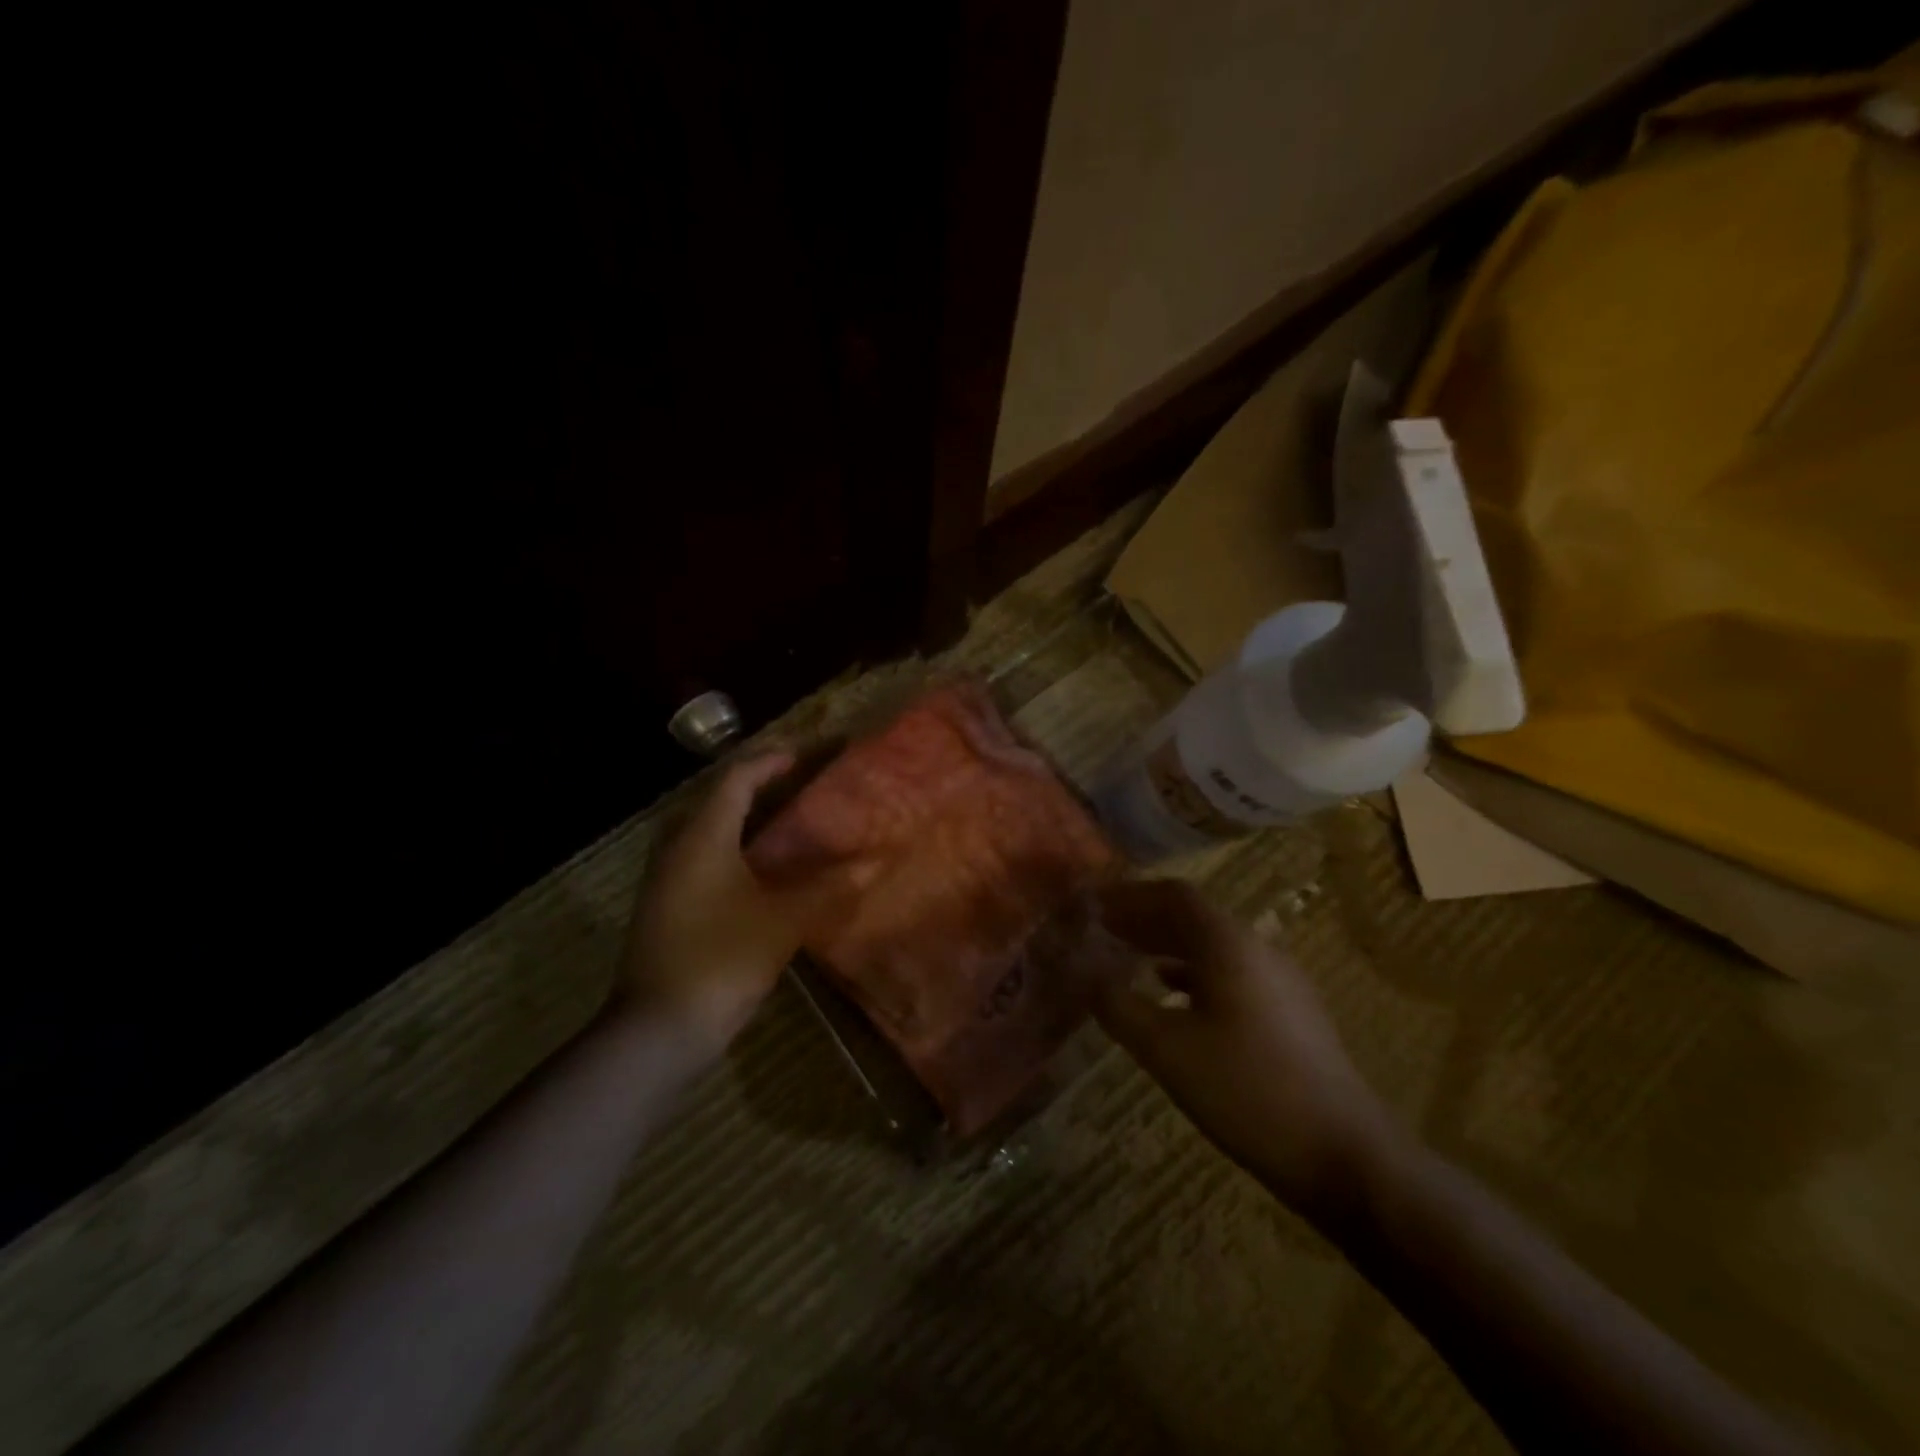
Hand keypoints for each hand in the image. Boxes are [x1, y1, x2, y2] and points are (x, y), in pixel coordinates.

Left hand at [618, 752, 800, 1051]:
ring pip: (708, 831)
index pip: (736, 780)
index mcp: (703, 837)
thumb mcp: (783, 921)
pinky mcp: (666, 907)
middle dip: (758, 787)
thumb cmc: (721, 959)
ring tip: (786, 823)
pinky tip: (761, 872)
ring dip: (745, 820)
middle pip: (718, 800)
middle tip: (799, 786)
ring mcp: (667, 880)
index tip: (804, 756)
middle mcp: (678, 848)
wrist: (658, 1028)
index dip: (770, 762)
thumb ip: (827, 888)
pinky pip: (703, 859)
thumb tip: (871, 864)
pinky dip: (735, 850)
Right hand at [1093, 879, 1398, 1222]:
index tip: (1093, 906)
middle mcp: (1257, 949)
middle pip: (1193, 917)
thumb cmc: (1249, 1091)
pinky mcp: (1289, 1014)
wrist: (1347, 1156)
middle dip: (1144, 919)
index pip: (1173, 895)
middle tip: (1101, 931)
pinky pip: (1229, 974)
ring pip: (1212, 947)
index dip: (1129, 895)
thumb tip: (1086, 977)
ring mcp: (1279, 982)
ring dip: (1166, 946)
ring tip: (1127, 959)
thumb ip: (1119, 1006)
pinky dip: (1191, 975)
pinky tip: (1171, 998)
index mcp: (1228, 944)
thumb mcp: (1168, 1050)